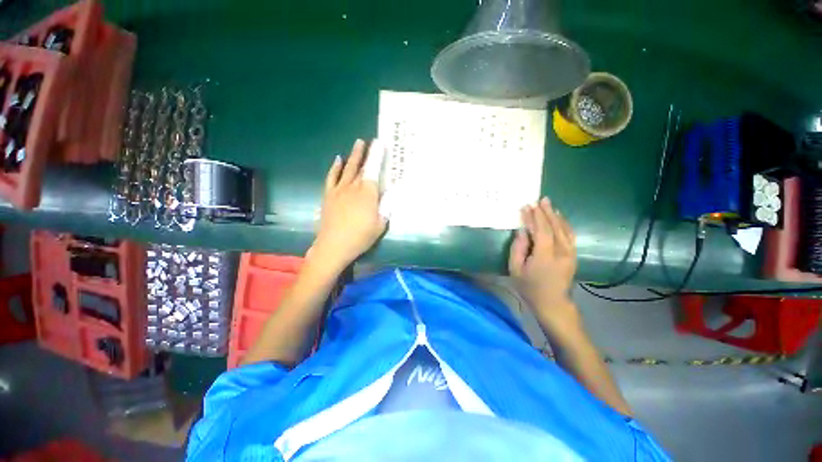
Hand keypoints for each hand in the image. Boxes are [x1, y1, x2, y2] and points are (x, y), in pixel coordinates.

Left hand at [310, 139, 386, 270]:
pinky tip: (338, 160)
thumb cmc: (361, 237)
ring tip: (357, 144)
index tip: (379, 143)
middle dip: (365, 152)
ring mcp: (339, 190)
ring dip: (353, 156)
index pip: (374, 170)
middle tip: (368, 141)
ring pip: (347, 168)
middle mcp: (353, 187)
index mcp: (368, 193)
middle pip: (360, 166)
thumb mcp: (380, 224)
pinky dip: (335, 167)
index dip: (377, 155)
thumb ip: (386, 206)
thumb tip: (392, 192)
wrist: (333, 246)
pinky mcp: (328, 195)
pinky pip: (332, 177)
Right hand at [509, 198, 577, 326]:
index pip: (540, 231)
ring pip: (564, 229)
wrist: (553, 304)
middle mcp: (561, 252)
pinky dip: (564, 224)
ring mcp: (570, 253)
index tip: (526, 207)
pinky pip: (570, 235)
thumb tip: (521, 231)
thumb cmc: (530, 288)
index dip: (533, 218)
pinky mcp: (573, 255)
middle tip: (540, 199)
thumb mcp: (516, 269)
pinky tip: (559, 218)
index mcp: (545, 256)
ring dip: (555, 215)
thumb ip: (518, 248)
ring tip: (548, 205)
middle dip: (546, 212)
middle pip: (554, 227)